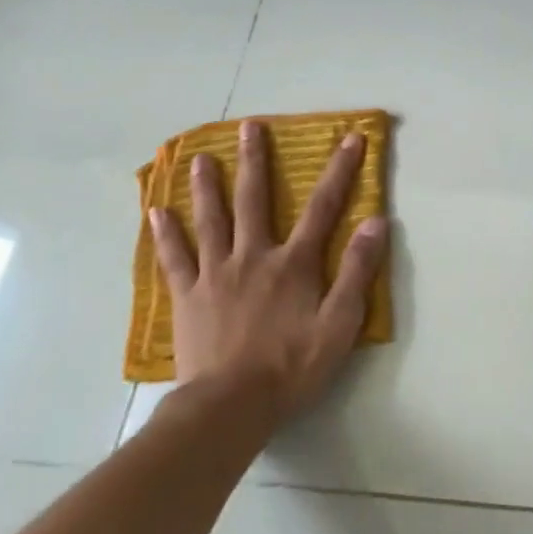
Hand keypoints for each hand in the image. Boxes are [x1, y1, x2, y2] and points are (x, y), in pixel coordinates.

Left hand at [148, 119, 386, 428]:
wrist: (230, 406)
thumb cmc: (292, 366)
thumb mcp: (340, 323)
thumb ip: (358, 271)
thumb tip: (376, 221)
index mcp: (294, 263)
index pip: (323, 207)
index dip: (340, 170)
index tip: (350, 138)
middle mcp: (254, 257)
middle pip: (255, 200)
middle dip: (256, 161)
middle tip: (249, 127)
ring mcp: (215, 274)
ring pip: (211, 220)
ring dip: (207, 186)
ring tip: (199, 157)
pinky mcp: (188, 297)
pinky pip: (175, 259)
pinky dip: (166, 234)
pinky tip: (157, 212)